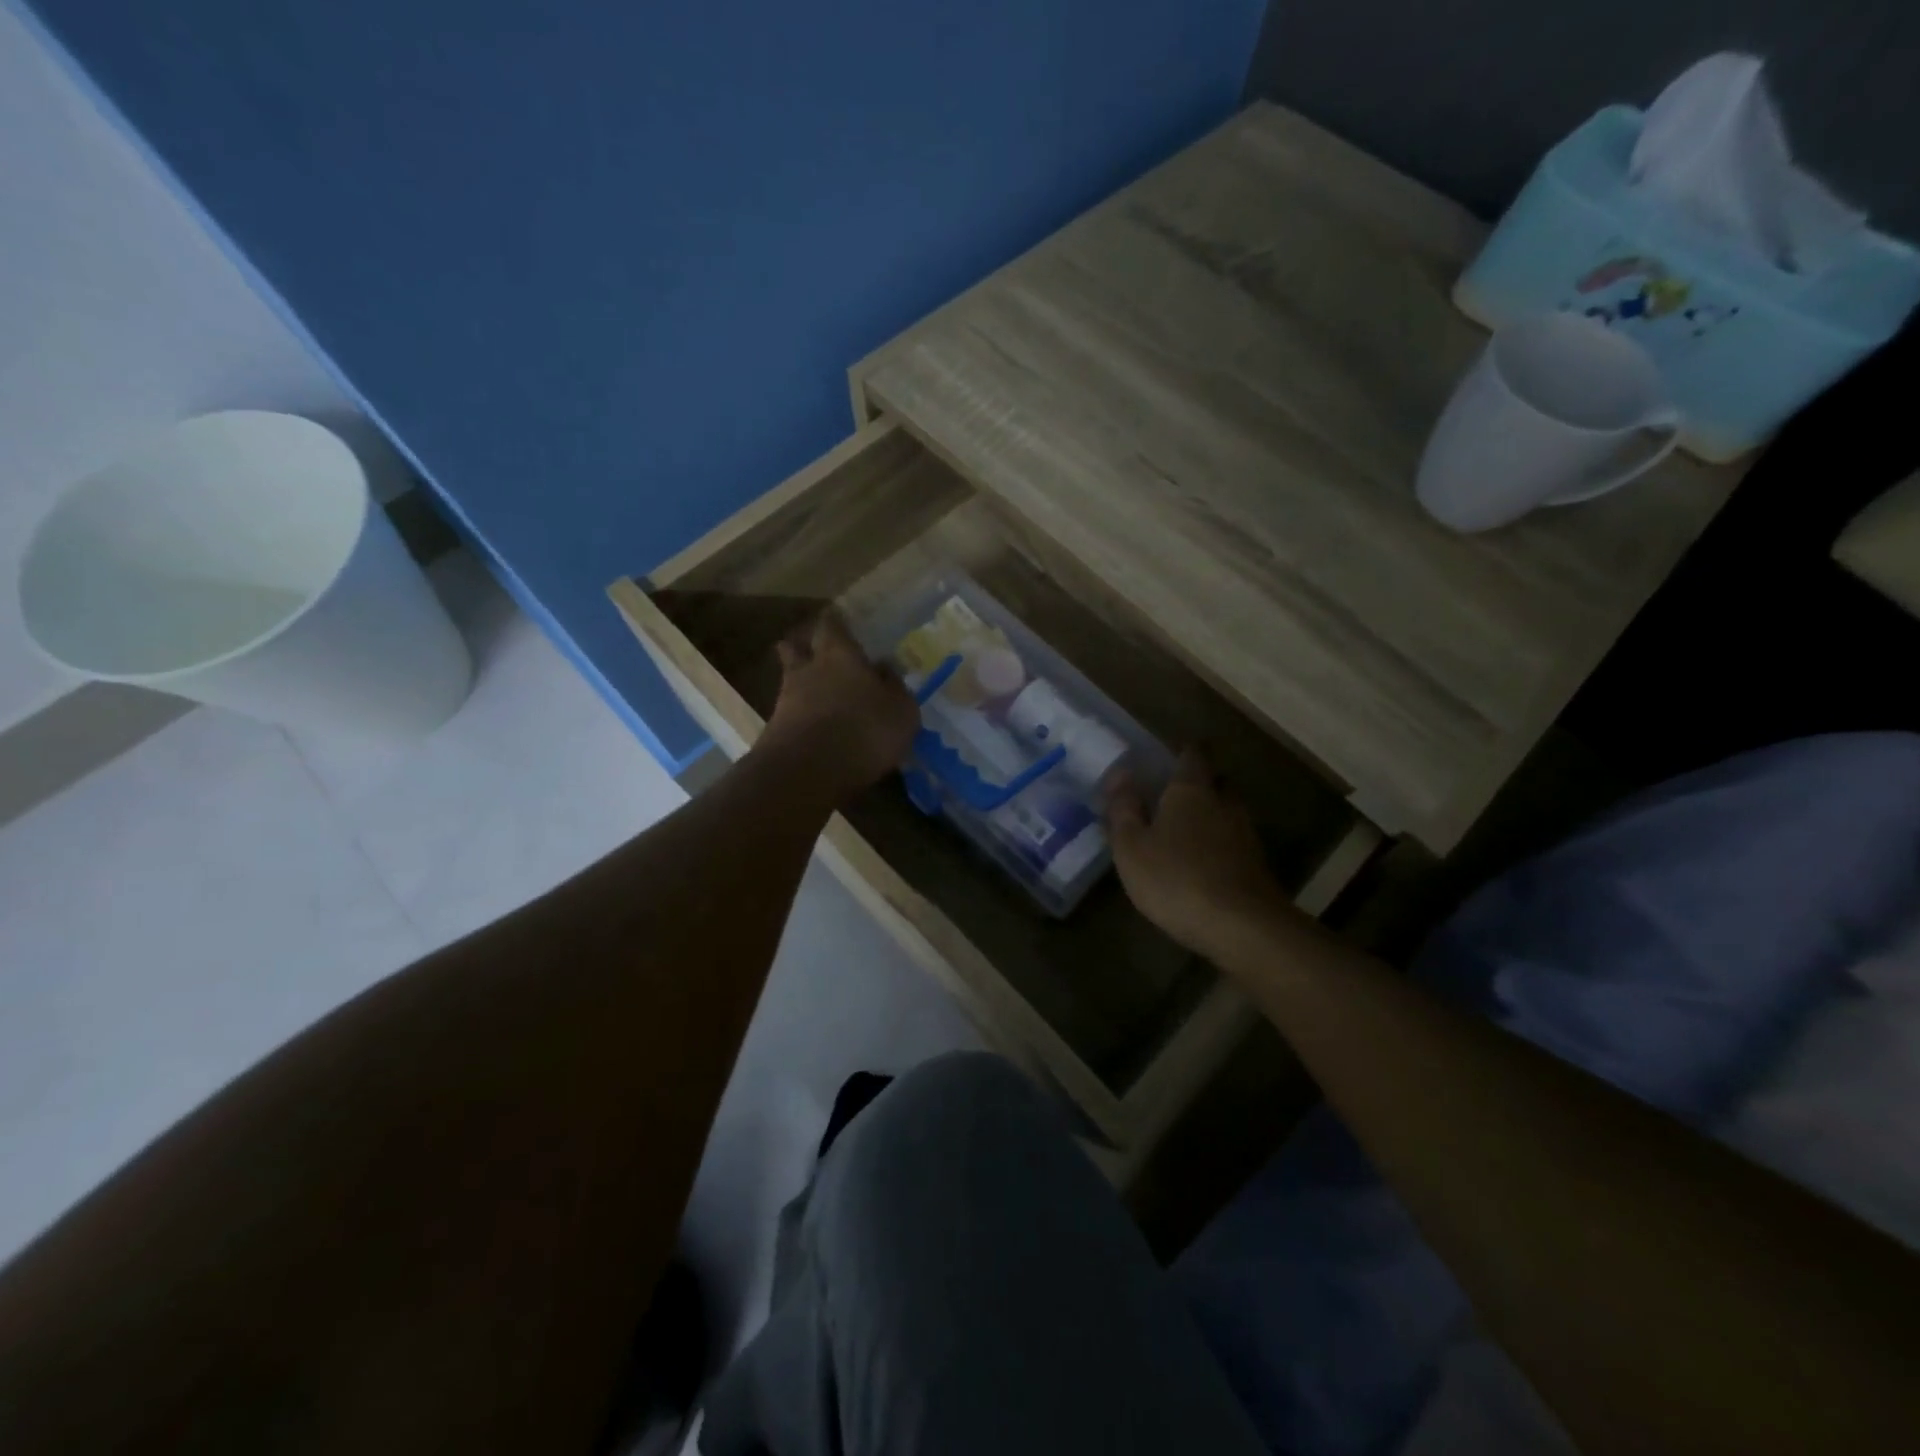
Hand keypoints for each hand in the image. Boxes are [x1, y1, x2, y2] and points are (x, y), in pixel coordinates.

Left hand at [759, 612, 918, 799]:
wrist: (807, 772)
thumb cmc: (864, 729)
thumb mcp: (901, 710)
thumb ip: (895, 687)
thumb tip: (886, 669)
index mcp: (840, 654)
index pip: (833, 625)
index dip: (837, 623)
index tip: (842, 622)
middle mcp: (808, 669)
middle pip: (797, 647)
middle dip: (804, 647)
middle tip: (816, 652)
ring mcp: (786, 699)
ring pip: (791, 680)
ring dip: (802, 685)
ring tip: (819, 695)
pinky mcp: (776, 730)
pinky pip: (790, 713)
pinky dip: (801, 716)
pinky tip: (815, 727)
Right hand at [1109, 749, 1279, 957]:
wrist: (1241, 926)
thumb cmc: (1176, 878)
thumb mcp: (1132, 846)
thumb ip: (1124, 809)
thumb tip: (1120, 774)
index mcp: (1191, 790)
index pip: (1193, 754)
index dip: (1183, 751)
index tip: (1171, 754)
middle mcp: (1223, 803)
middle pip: (1216, 780)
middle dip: (1200, 782)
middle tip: (1176, 792)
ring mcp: (1245, 834)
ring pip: (1228, 811)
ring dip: (1212, 814)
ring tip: (1187, 829)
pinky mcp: (1256, 865)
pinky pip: (1234, 841)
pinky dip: (1220, 843)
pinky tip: (1204, 862)